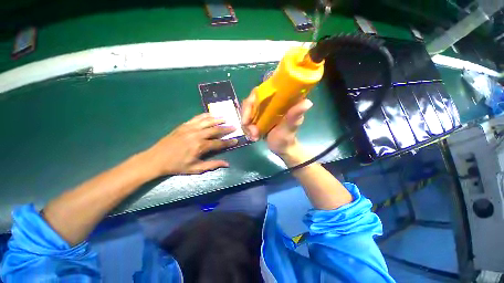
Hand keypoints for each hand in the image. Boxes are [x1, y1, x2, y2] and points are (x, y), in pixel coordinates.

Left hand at [144, 113, 237, 175]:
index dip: (229, 142)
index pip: (219, 143)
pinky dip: (205, 115)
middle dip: (226, 128)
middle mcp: (197, 135)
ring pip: (207, 121)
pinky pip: (197, 118)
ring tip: (225, 118)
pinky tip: (211, 114)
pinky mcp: (184, 125)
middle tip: (234, 126)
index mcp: (200, 146)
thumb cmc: (176, 165)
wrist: (156, 159)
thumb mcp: (195, 169)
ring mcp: (190, 128)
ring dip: (218, 119)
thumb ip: (212, 165)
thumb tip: (227, 164)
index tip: (236, 140)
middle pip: (215, 129)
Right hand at [241, 89, 312, 158]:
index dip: (253, 97)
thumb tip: (307, 102)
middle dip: (247, 115)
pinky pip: (246, 119)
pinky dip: (247, 128)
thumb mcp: (290, 128)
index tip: (250, 111)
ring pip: (247, 111)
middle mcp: (269, 102)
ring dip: (247, 125)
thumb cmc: (287, 138)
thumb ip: (294, 116)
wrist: (281, 148)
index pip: (263, 90)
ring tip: (254, 136)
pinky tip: (252, 137)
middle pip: (251, 101)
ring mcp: (262, 110)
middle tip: (250, 130)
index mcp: (280, 100)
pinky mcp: (258, 118)